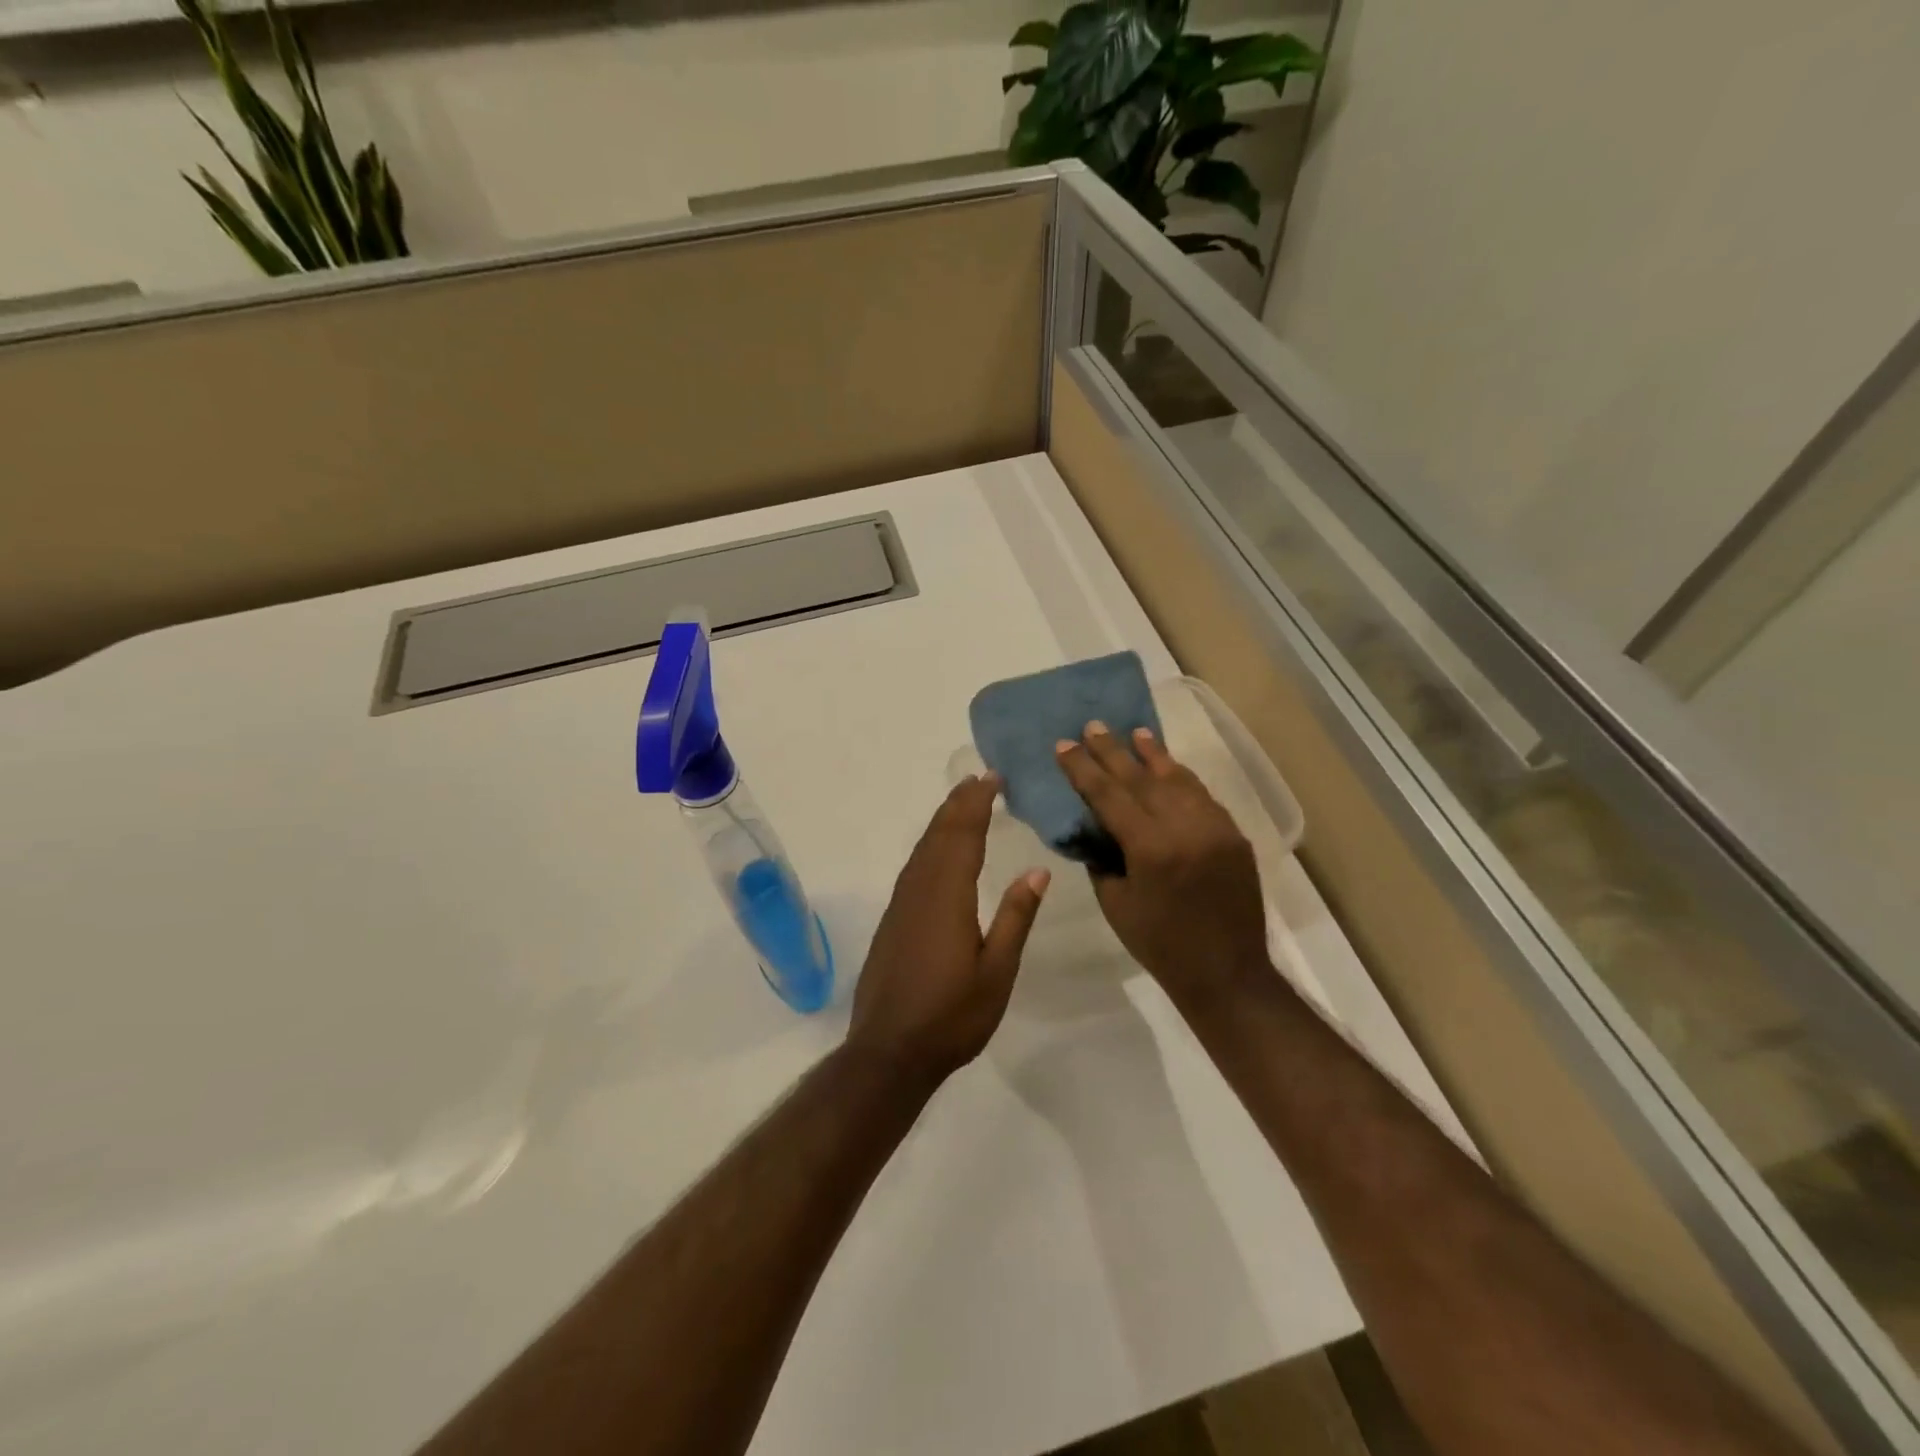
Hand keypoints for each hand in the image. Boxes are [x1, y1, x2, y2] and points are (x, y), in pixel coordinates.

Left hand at [847, 776, 1049, 1085]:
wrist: (889, 1051)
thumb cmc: (952, 1016)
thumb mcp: (997, 971)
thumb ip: (1015, 917)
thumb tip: (1037, 870)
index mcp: (948, 896)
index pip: (963, 835)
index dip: (977, 803)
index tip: (991, 777)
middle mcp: (920, 890)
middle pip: (939, 834)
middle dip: (959, 803)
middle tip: (978, 778)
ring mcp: (901, 904)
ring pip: (922, 849)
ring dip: (942, 821)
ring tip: (960, 802)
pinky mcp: (892, 920)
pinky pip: (913, 867)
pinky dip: (929, 845)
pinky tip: (936, 852)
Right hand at [1056, 722, 1268, 1006]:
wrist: (1227, 972)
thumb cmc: (1160, 944)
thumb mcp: (1115, 903)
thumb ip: (1102, 857)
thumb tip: (1093, 826)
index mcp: (1151, 848)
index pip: (1109, 795)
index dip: (1083, 769)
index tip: (1064, 745)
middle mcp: (1186, 828)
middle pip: (1142, 778)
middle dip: (1114, 751)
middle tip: (1093, 726)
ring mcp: (1215, 828)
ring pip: (1178, 780)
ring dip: (1153, 755)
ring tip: (1134, 733)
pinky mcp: (1234, 835)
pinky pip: (1202, 796)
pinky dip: (1181, 779)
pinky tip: (1168, 767)